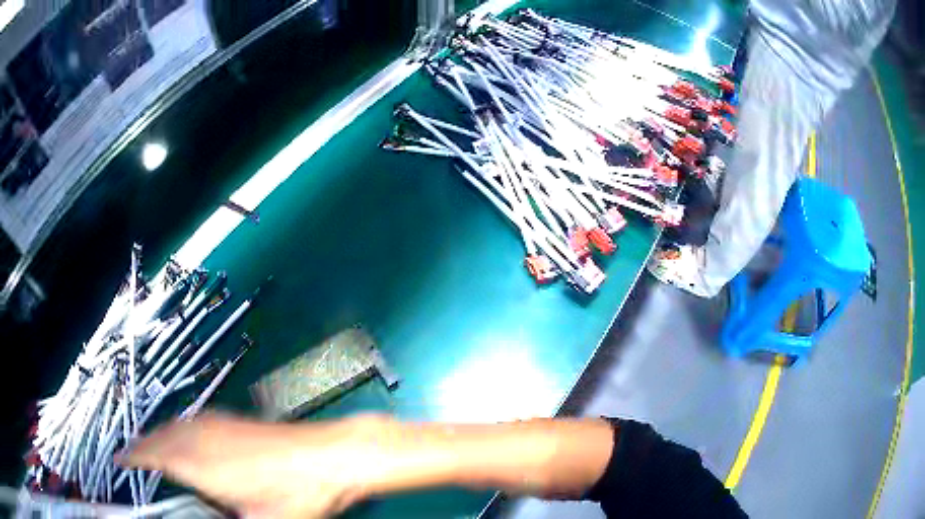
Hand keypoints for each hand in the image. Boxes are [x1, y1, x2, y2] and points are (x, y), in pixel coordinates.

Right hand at [119, 412, 381, 517]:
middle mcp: (201, 435)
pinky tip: (185, 436)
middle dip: (142, 445)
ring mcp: (217, 423)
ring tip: (150, 445)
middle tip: (131, 454)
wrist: (327, 456)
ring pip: (174, 425)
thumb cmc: (295, 495)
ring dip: (158, 435)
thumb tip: (208, 515)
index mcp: (198, 462)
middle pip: (158, 436)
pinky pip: (192, 421)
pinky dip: (178, 428)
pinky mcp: (233, 419)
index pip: (152, 455)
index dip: (132, 456)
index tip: (118, 459)